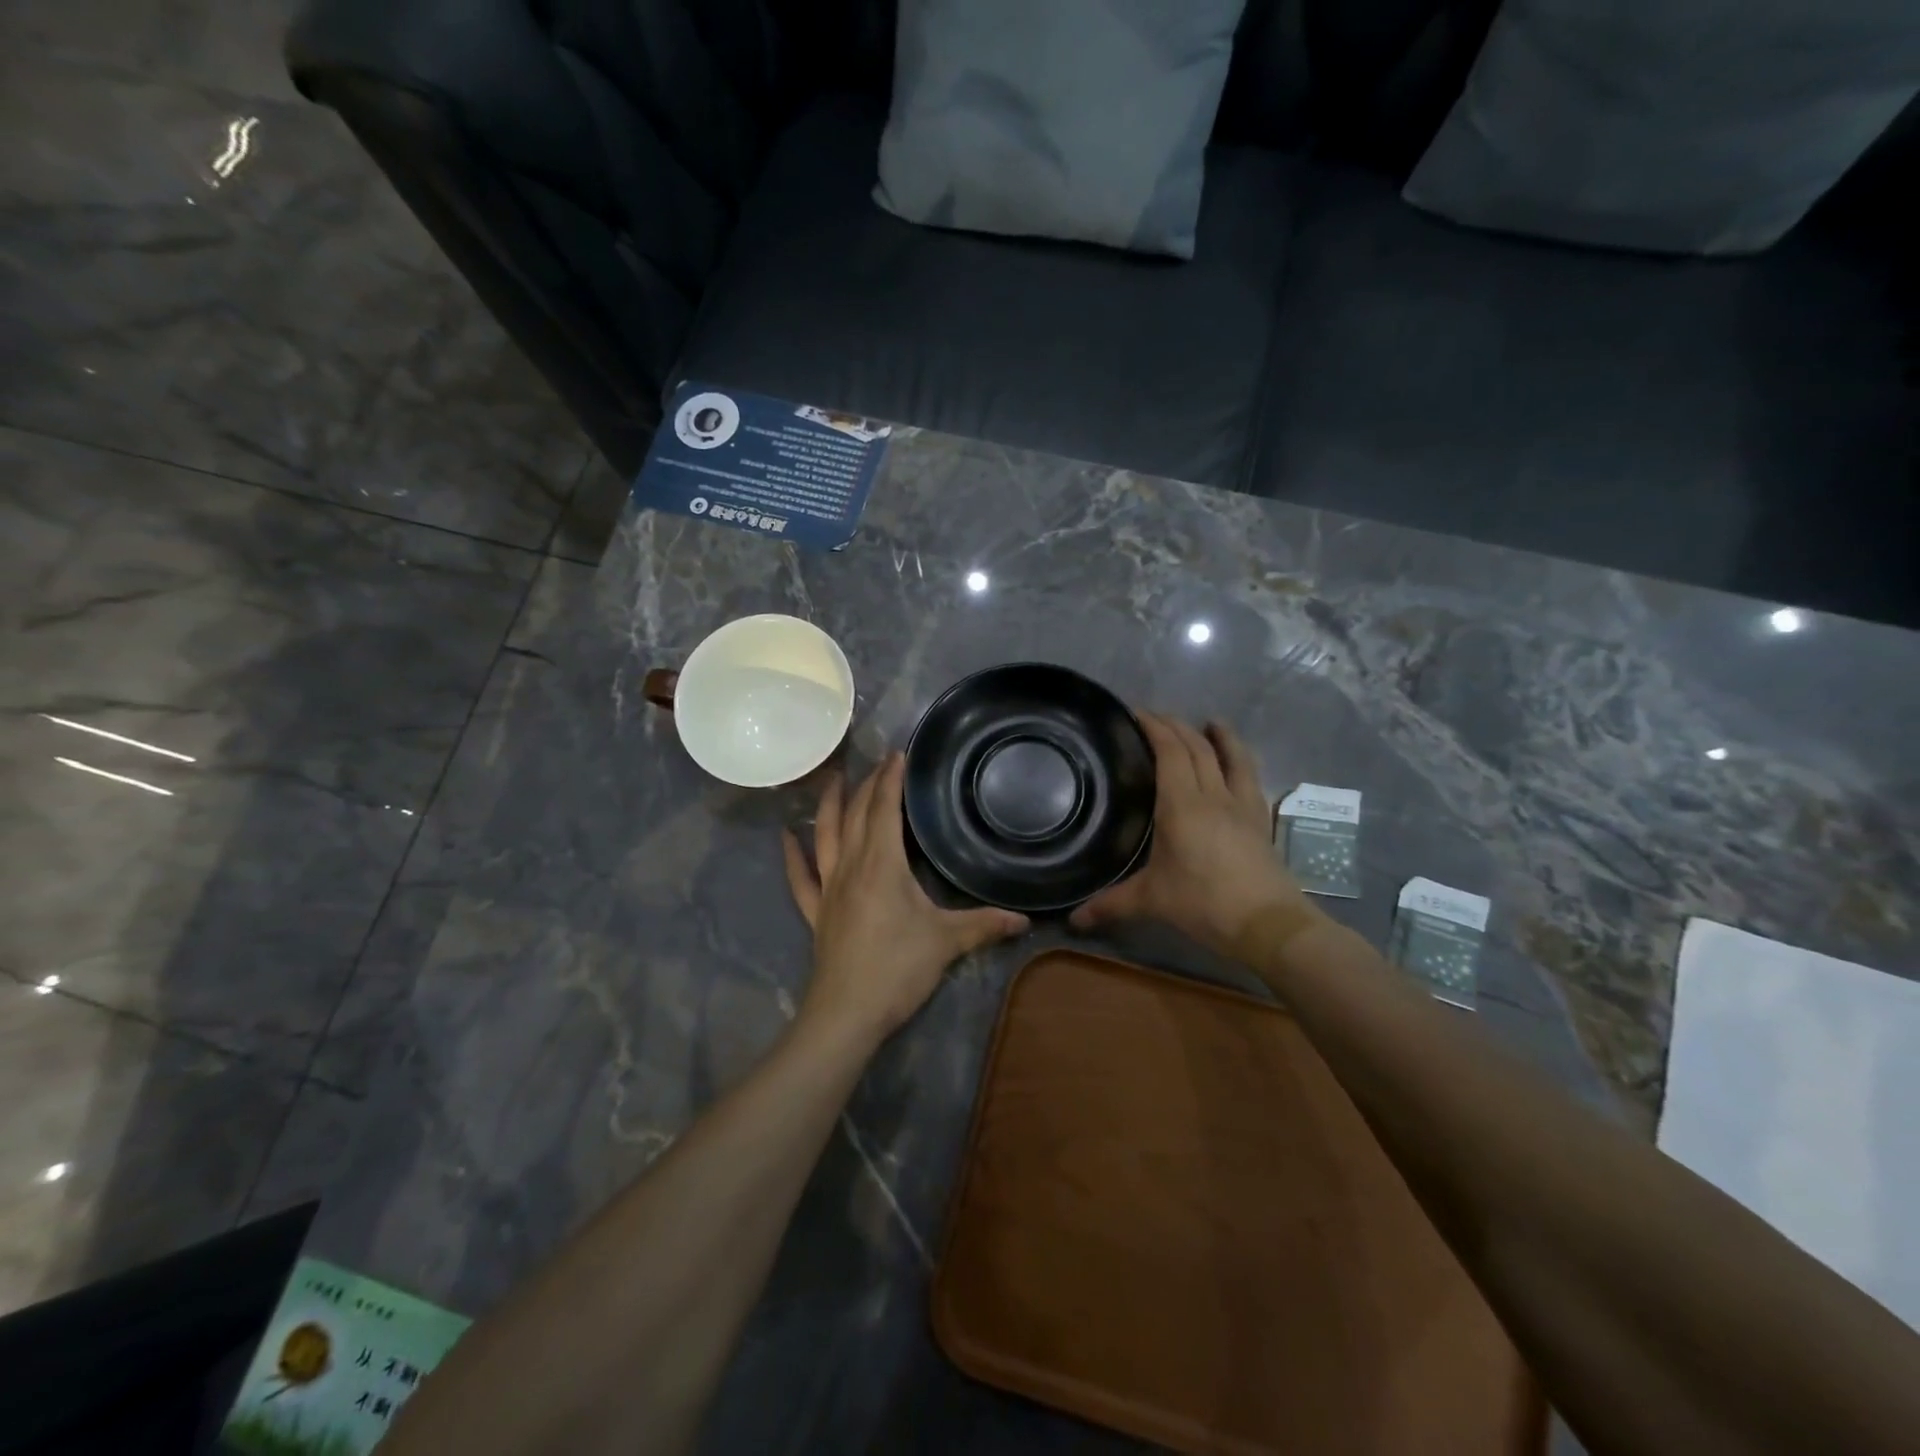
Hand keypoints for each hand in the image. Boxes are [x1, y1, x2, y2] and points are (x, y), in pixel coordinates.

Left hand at [784, 753, 1028, 1042]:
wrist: (846, 1014)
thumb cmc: (897, 970)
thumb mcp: (946, 943)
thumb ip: (985, 926)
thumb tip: (1025, 919)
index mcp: (882, 864)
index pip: (885, 809)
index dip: (891, 779)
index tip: (898, 753)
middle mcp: (851, 866)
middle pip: (856, 814)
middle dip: (868, 784)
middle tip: (879, 763)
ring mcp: (829, 888)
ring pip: (825, 835)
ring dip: (829, 805)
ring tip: (832, 779)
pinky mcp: (817, 913)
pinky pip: (800, 878)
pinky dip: (792, 855)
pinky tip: (784, 837)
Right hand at [1071, 715, 1320, 955]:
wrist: (1268, 923)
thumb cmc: (1204, 904)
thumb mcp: (1151, 902)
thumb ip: (1110, 905)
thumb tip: (1073, 920)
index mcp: (1182, 805)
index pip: (1169, 751)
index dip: (1154, 727)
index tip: (1136, 713)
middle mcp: (1213, 795)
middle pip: (1197, 747)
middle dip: (1176, 726)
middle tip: (1156, 718)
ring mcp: (1242, 805)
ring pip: (1232, 756)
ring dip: (1219, 735)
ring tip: (1209, 722)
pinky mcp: (1260, 819)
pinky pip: (1250, 776)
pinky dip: (1241, 759)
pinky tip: (1238, 763)